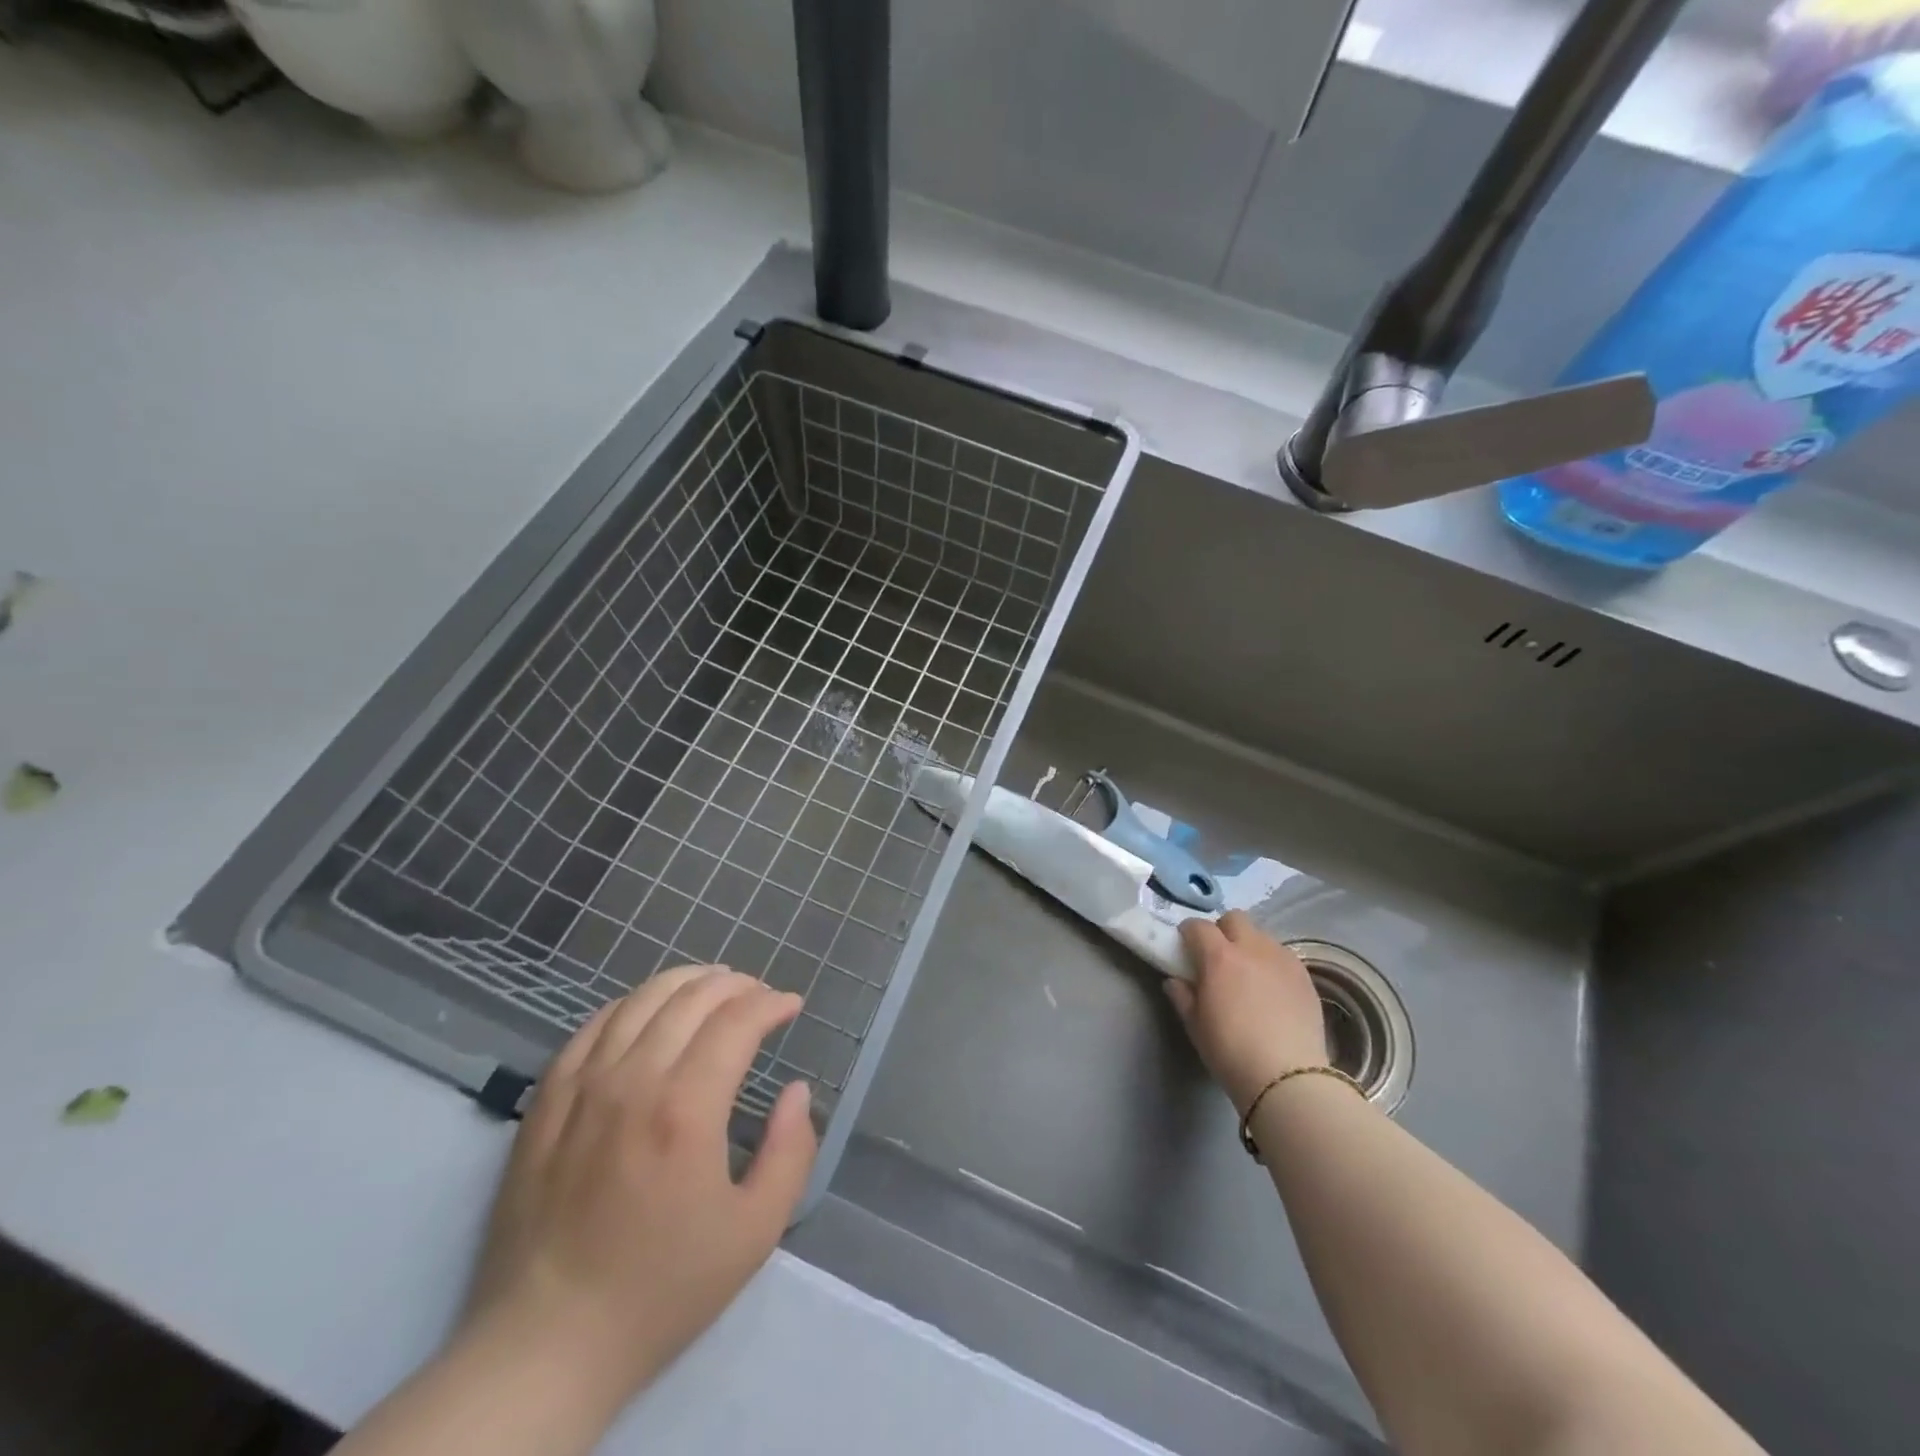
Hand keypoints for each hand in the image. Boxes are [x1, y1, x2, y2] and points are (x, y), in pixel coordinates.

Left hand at [458, 966, 817, 1412]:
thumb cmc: (661, 1289)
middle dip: (736, 985)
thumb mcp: (754, 1233)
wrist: (547, 1343)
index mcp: (686, 1109)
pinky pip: (593, 1025)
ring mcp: (583, 1086)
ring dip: (686, 982)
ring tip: (713, 987)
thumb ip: (790, 1152)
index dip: (771, 1003)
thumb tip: (796, 1091)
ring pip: (641, 1000)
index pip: (737, 1021)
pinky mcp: (546, 1100)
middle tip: (760, 995)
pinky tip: (648, 1011)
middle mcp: (633, 1080)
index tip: (792, 1006)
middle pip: (691, 997)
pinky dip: (631, 1003)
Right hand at [1166, 911, 1327, 1114]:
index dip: (1189, 933)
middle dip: (1222, 930)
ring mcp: (1282, 959)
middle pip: (1234, 918)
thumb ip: (1182, 997)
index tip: (1185, 947)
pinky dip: (1272, 963)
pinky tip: (1272, 989)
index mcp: (1219, 957)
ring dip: (1249, 945)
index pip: (1198, 926)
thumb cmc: (1231, 1052)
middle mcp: (1252, 948)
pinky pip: (1283, 955)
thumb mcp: (1195, 1026)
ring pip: (1262, 935)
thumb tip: (1176, 981)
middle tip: (1218, 956)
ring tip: (1248, 973)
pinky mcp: (1305, 976)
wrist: (1287, 1078)